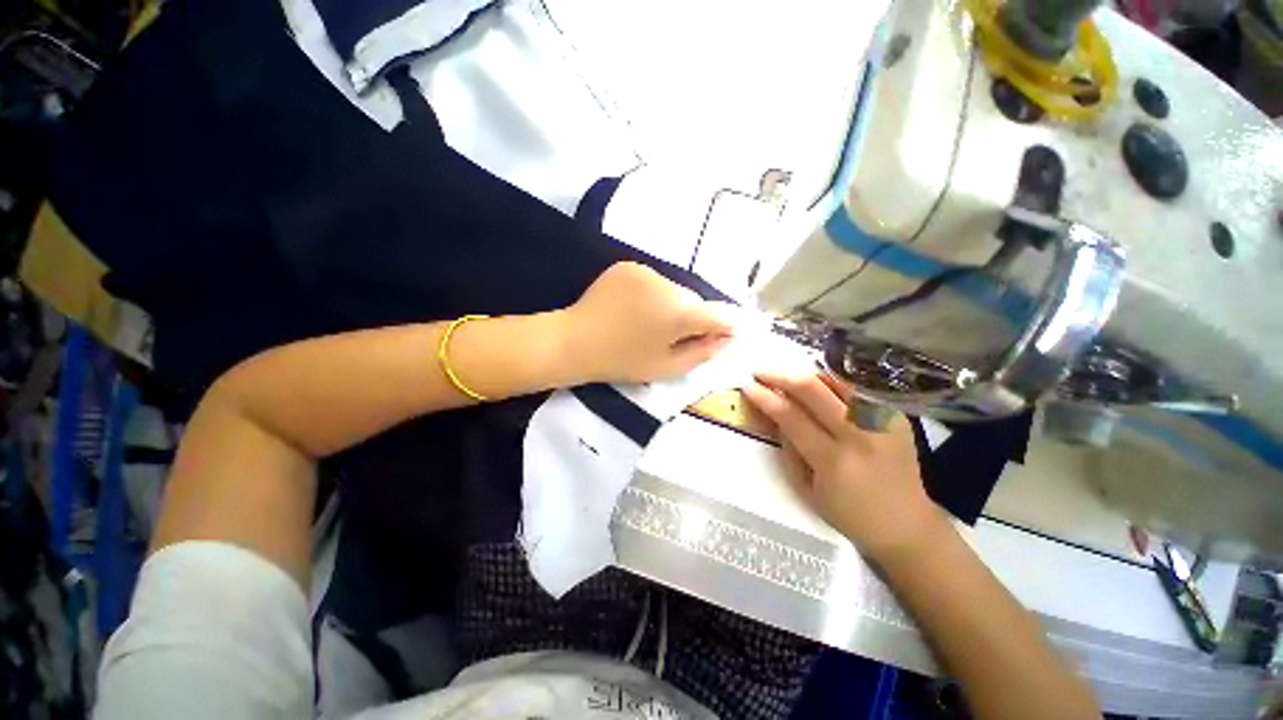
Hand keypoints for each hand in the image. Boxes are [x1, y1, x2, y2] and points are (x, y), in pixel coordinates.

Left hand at [562, 262, 734, 383]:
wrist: (575, 341)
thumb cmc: (622, 361)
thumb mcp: (666, 367)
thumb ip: (702, 353)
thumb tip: (726, 338)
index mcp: (678, 313)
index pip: (717, 315)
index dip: (723, 327)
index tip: (721, 336)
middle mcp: (667, 284)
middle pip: (692, 301)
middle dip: (691, 317)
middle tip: (673, 336)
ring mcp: (645, 271)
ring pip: (673, 289)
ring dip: (670, 304)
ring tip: (649, 323)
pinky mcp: (627, 266)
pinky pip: (653, 281)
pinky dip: (652, 294)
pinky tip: (634, 309)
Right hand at [742, 371, 948, 563]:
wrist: (907, 526)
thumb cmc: (849, 514)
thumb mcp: (806, 490)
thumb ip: (788, 450)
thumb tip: (776, 416)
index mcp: (832, 460)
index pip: (790, 416)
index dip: (765, 397)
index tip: (748, 386)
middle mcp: (857, 435)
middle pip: (812, 389)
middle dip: (780, 375)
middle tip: (761, 372)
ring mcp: (881, 422)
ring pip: (837, 381)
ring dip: (806, 373)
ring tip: (787, 374)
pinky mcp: (896, 417)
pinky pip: (857, 389)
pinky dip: (833, 382)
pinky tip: (819, 383)